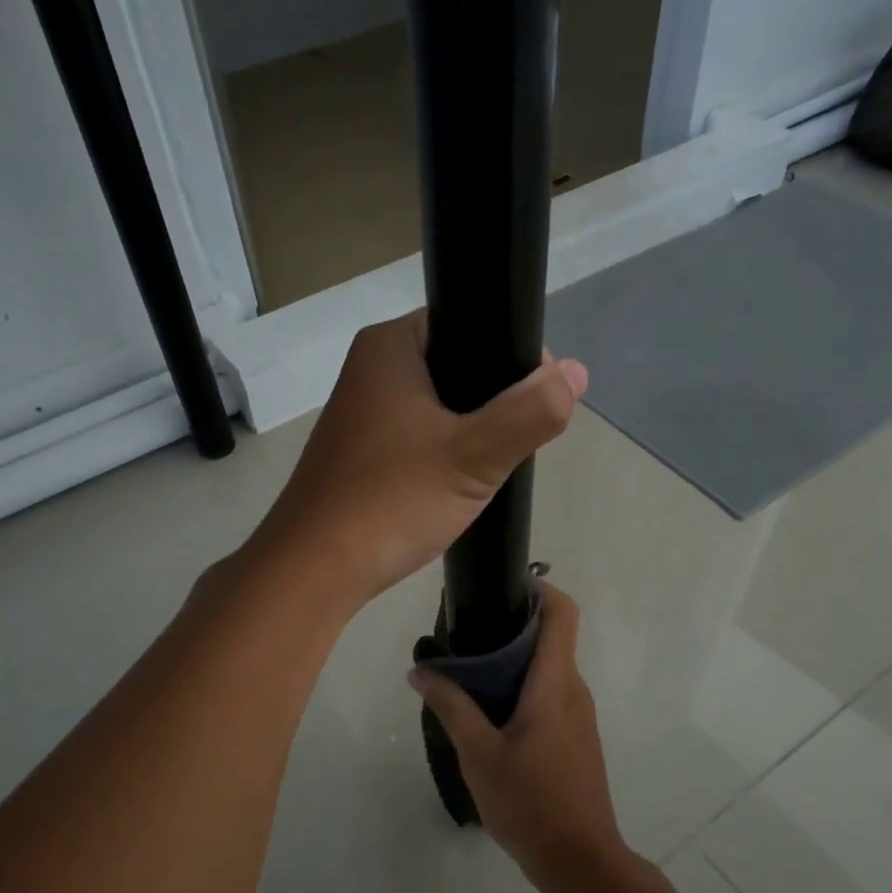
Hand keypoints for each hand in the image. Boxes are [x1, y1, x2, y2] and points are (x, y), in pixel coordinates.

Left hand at [256, 313, 587, 605]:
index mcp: (390, 345)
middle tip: (514, 441)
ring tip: (489, 465)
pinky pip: (418, 435)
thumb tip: (576, 372)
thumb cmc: (391, 501)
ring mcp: (361, 411)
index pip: (469, 322)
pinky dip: (444, 451)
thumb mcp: (474, 456)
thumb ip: (531, 411)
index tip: (538, 400)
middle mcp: (370, 367)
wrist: (315, 569)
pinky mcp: (360, 450)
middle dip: (494, 400)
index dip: (512, 355)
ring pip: (440, 405)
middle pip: (457, 364)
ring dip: (471, 430)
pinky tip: (457, 482)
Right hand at [409, 583, 625, 890]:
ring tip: (470, 671)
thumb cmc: (529, 801)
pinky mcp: (577, 737)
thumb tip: (419, 671)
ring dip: (516, 659)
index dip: (540, 588)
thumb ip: (450, 706)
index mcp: (555, 683)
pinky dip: (524, 686)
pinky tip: (491, 711)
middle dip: (513, 624)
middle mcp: (574, 689)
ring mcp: (580, 715)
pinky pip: (552, 693)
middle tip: (467, 632)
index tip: (503, 586)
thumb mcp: (478, 753)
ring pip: (550, 667)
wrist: (578, 859)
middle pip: (552, 636)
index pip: (563, 613)